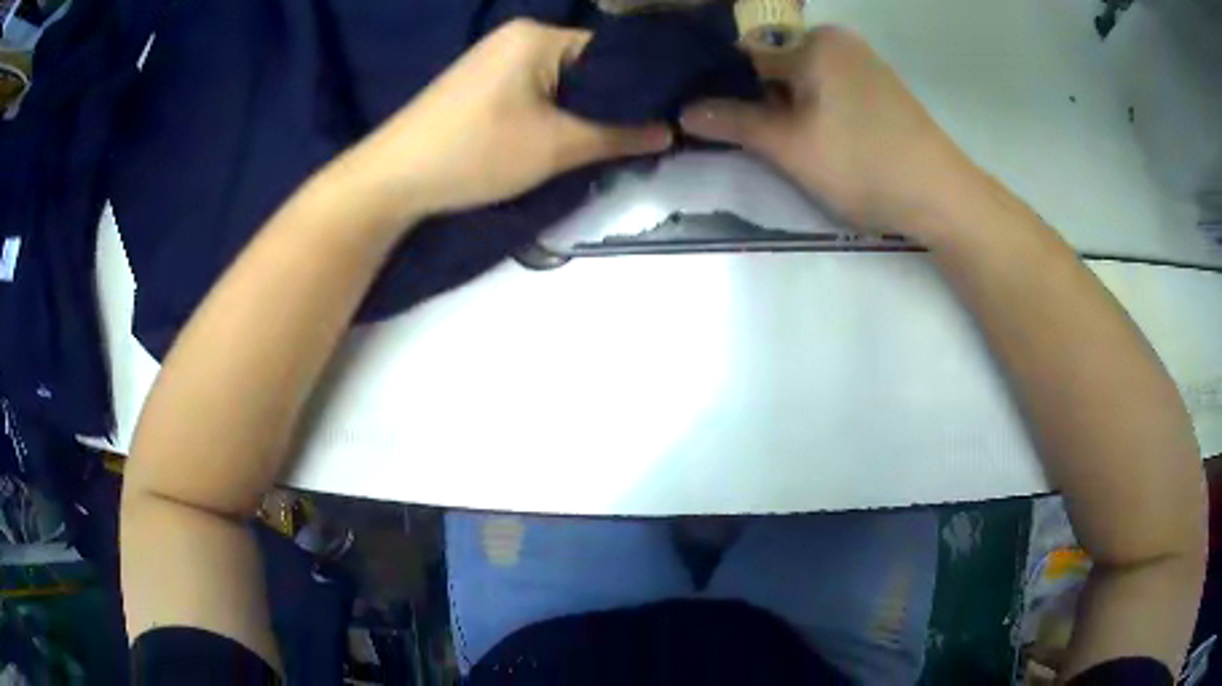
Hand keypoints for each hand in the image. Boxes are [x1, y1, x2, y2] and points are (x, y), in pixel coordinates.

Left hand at [340, 20, 672, 220]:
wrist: (391, 179)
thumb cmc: (474, 153)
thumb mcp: (556, 146)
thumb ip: (619, 135)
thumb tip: (670, 131)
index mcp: (538, 36)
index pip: (611, 52)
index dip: (641, 86)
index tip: (665, 119)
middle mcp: (518, 35)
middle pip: (586, 65)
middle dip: (610, 102)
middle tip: (638, 139)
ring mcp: (496, 57)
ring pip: (561, 81)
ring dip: (581, 111)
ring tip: (603, 143)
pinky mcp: (481, 81)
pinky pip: (534, 89)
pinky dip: (552, 112)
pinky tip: (561, 137)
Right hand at [680, 26, 980, 238]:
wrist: (942, 196)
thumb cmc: (864, 165)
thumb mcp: (791, 147)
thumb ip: (734, 122)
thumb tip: (683, 111)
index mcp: (814, 43)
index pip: (746, 57)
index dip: (723, 90)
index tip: (708, 120)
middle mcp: (837, 40)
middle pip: (774, 66)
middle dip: (757, 100)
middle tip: (750, 141)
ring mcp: (861, 60)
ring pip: (801, 79)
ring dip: (785, 108)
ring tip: (783, 145)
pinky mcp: (877, 84)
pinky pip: (828, 87)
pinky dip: (813, 109)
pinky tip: (817, 139)